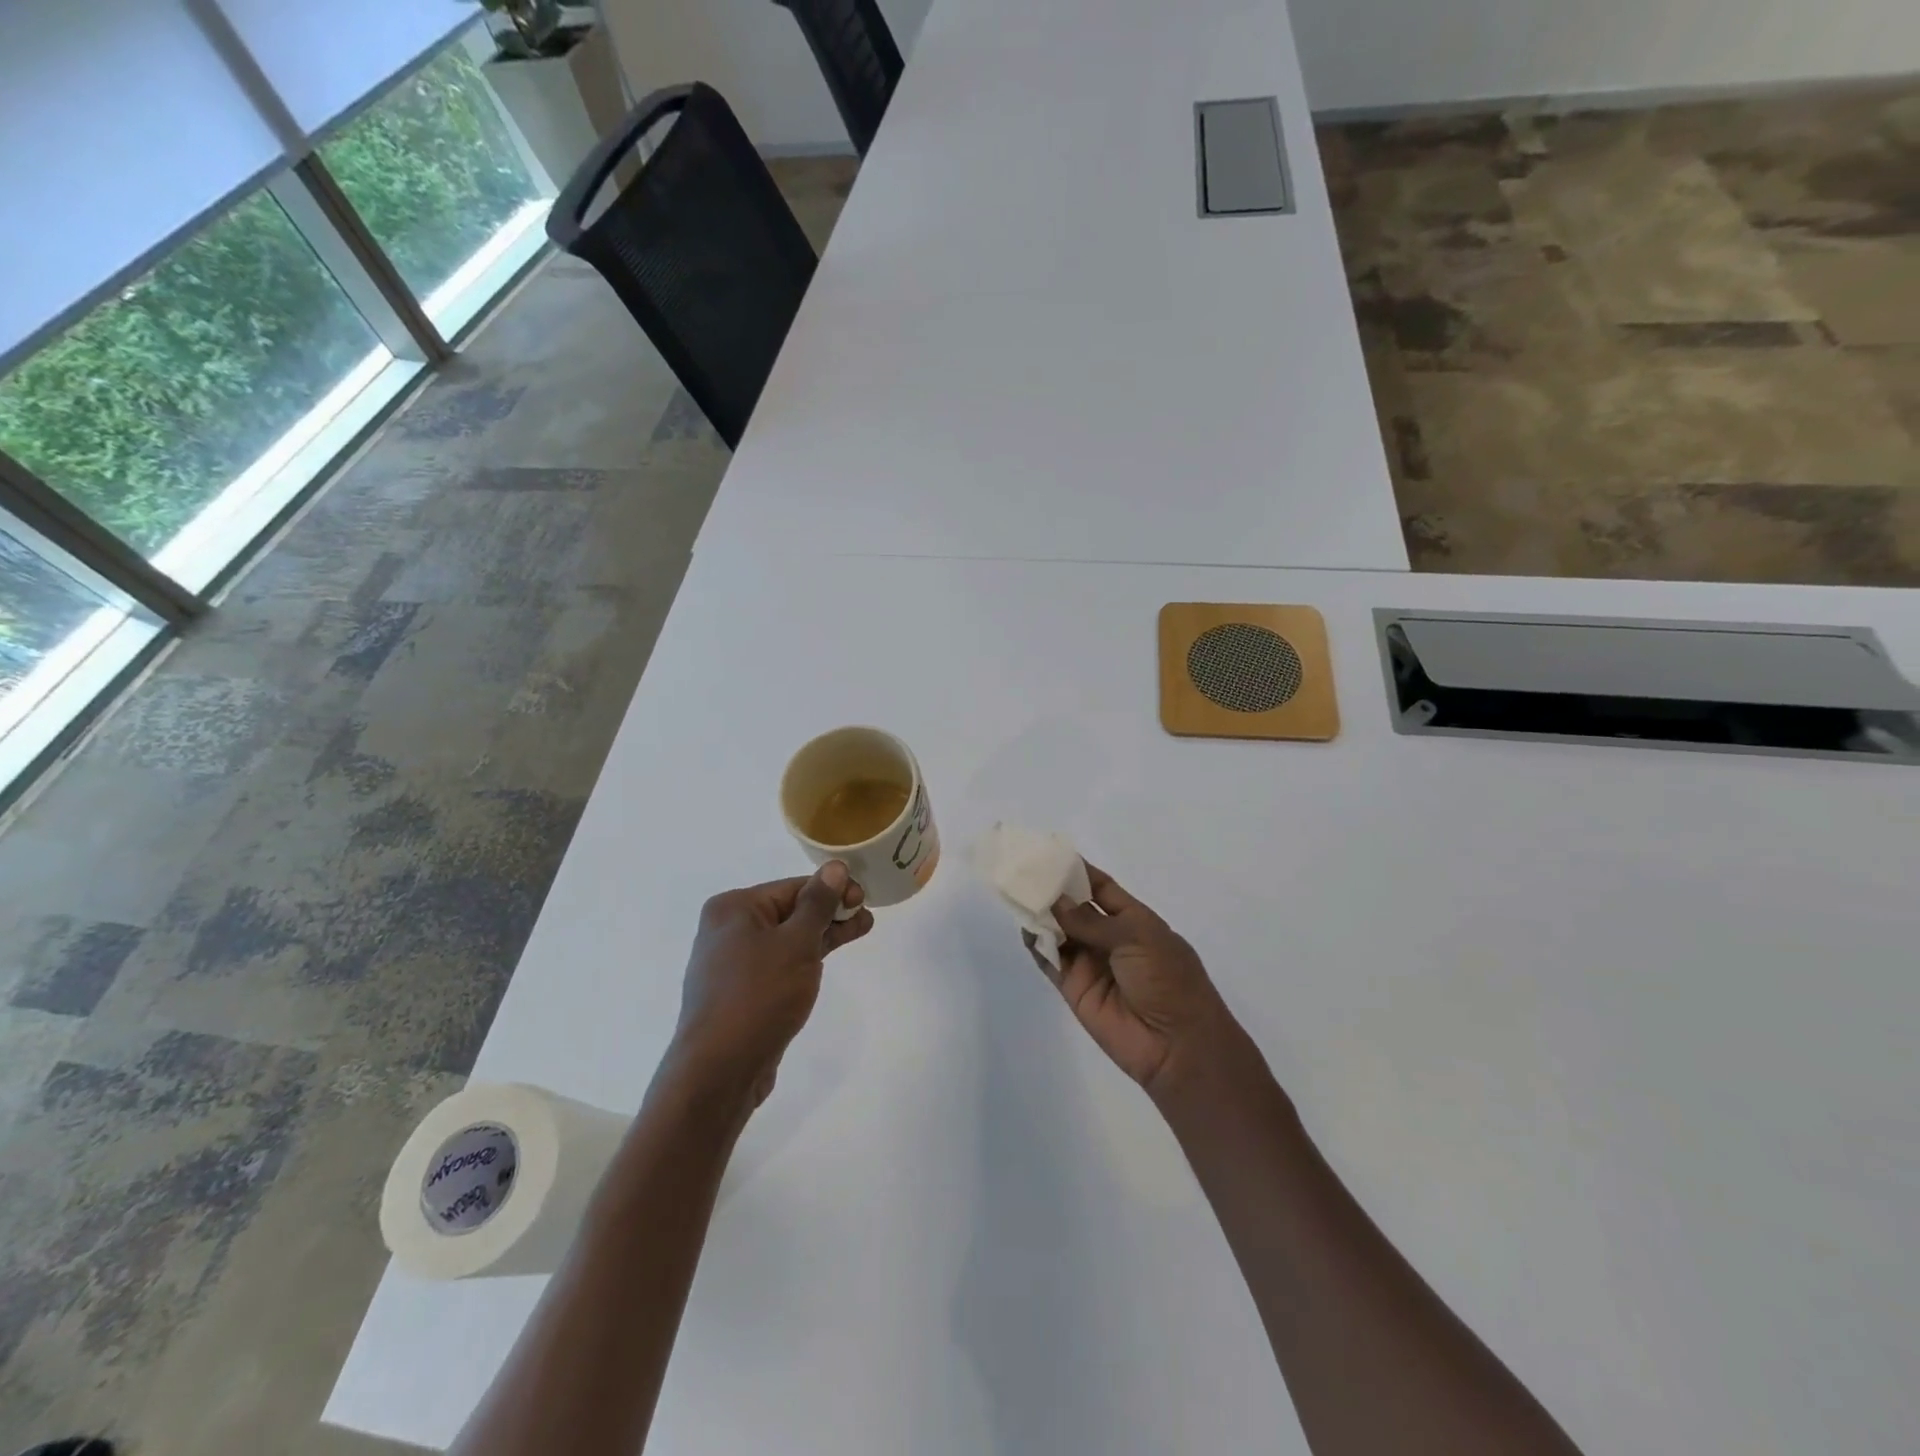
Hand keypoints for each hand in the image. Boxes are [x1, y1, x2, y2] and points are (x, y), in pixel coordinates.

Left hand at [664, 862, 872, 1116]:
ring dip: (822, 935)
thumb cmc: (759, 995)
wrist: (719, 1070)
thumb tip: (834, 867)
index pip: (793, 887)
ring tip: (860, 931)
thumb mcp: (796, 943)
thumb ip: (818, 904)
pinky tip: (826, 960)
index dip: (832, 890)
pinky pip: (778, 963)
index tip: (864, 899)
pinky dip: (804, 959)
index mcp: (734, 908)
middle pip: (789, 911)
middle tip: (866, 916)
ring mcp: (731, 963)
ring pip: (786, 939)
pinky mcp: (740, 992)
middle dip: (830, 912)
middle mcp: (727, 929)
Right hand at [1029, 863, 1261, 1103]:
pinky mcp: (1074, 988)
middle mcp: (1109, 938)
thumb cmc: (1168, 980)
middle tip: (1023, 871)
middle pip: (1074, 908)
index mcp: (1134, 920)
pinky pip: (1051, 961)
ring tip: (1017, 894)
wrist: (1176, 1044)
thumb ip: (1091, 921)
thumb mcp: (1136, 937)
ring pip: (1059, 932)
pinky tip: (1026, 928)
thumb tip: (1056, 902)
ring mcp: (1090, 963)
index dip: (1078, 871)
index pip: (1101, 888)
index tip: (1050, 852)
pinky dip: (1037, 945)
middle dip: (1053, 890)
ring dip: (1041, 915)